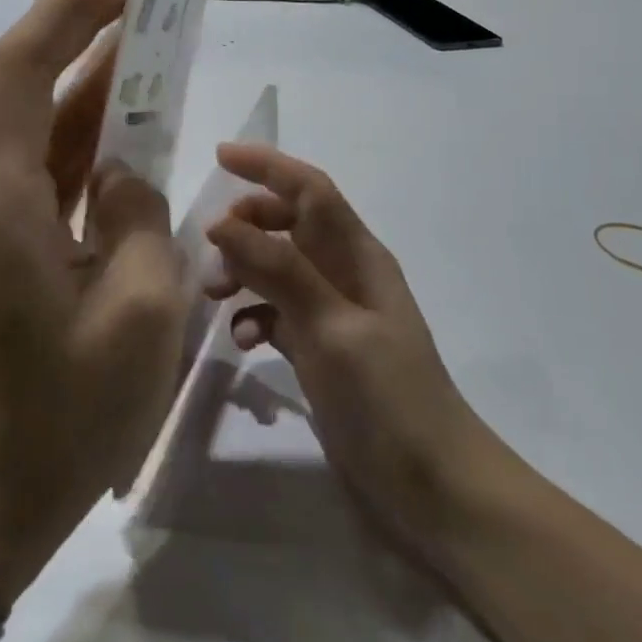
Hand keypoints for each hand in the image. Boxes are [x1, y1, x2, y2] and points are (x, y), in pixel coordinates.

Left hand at [0, 0, 191, 608]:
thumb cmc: (64, 414)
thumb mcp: (139, 309)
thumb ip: (138, 214)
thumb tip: (123, 172)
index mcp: (0, 194)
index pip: (25, 66)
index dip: (72, 9)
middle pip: (29, 85)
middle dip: (86, 34)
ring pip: (41, 127)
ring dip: (92, 85)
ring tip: (151, 44)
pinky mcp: (0, 243)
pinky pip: (47, 171)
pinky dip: (88, 141)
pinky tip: (132, 126)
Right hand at [205, 143, 504, 568]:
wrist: (432, 485)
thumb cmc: (388, 397)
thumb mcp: (331, 327)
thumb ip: (279, 270)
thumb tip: (222, 223)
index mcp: (357, 255)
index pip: (310, 190)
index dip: (268, 166)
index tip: (220, 155)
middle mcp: (344, 273)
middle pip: (287, 224)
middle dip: (245, 226)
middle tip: (209, 249)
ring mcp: (332, 313)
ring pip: (276, 268)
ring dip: (242, 271)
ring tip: (213, 296)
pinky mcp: (320, 348)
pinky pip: (276, 312)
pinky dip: (254, 315)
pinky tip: (242, 342)